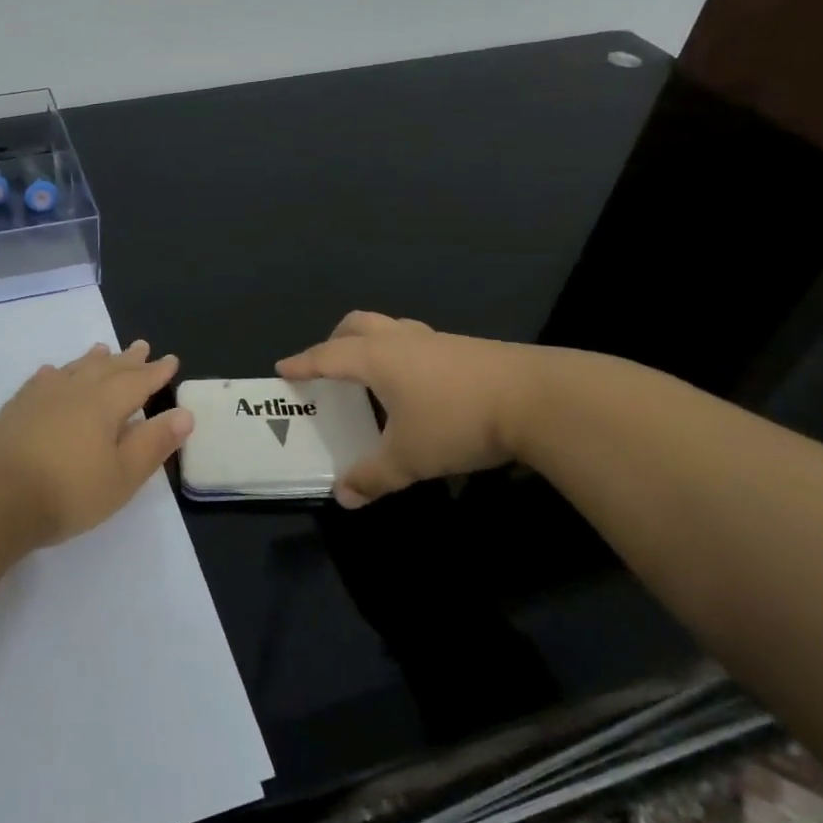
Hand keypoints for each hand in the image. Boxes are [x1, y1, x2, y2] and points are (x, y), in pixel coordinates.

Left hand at [0, 340, 193, 545]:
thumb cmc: (66, 491)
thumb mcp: (121, 476)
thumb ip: (153, 443)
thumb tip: (185, 414)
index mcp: (105, 404)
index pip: (138, 382)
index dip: (156, 372)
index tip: (171, 361)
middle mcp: (75, 391)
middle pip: (107, 369)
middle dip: (128, 360)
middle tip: (142, 346)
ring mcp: (41, 397)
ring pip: (74, 369)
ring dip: (92, 360)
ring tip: (103, 349)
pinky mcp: (15, 409)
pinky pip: (42, 381)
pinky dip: (55, 373)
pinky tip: (52, 374)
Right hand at [275, 311, 541, 506]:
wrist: (538, 399)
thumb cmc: (457, 421)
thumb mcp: (409, 458)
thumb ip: (372, 477)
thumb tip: (343, 497)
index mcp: (377, 358)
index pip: (327, 356)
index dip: (303, 363)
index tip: (283, 367)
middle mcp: (401, 340)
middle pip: (357, 325)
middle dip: (335, 340)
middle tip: (328, 364)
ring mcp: (436, 340)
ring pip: (391, 328)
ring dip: (372, 343)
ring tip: (372, 374)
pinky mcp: (466, 348)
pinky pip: (418, 342)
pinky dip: (402, 355)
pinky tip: (417, 386)